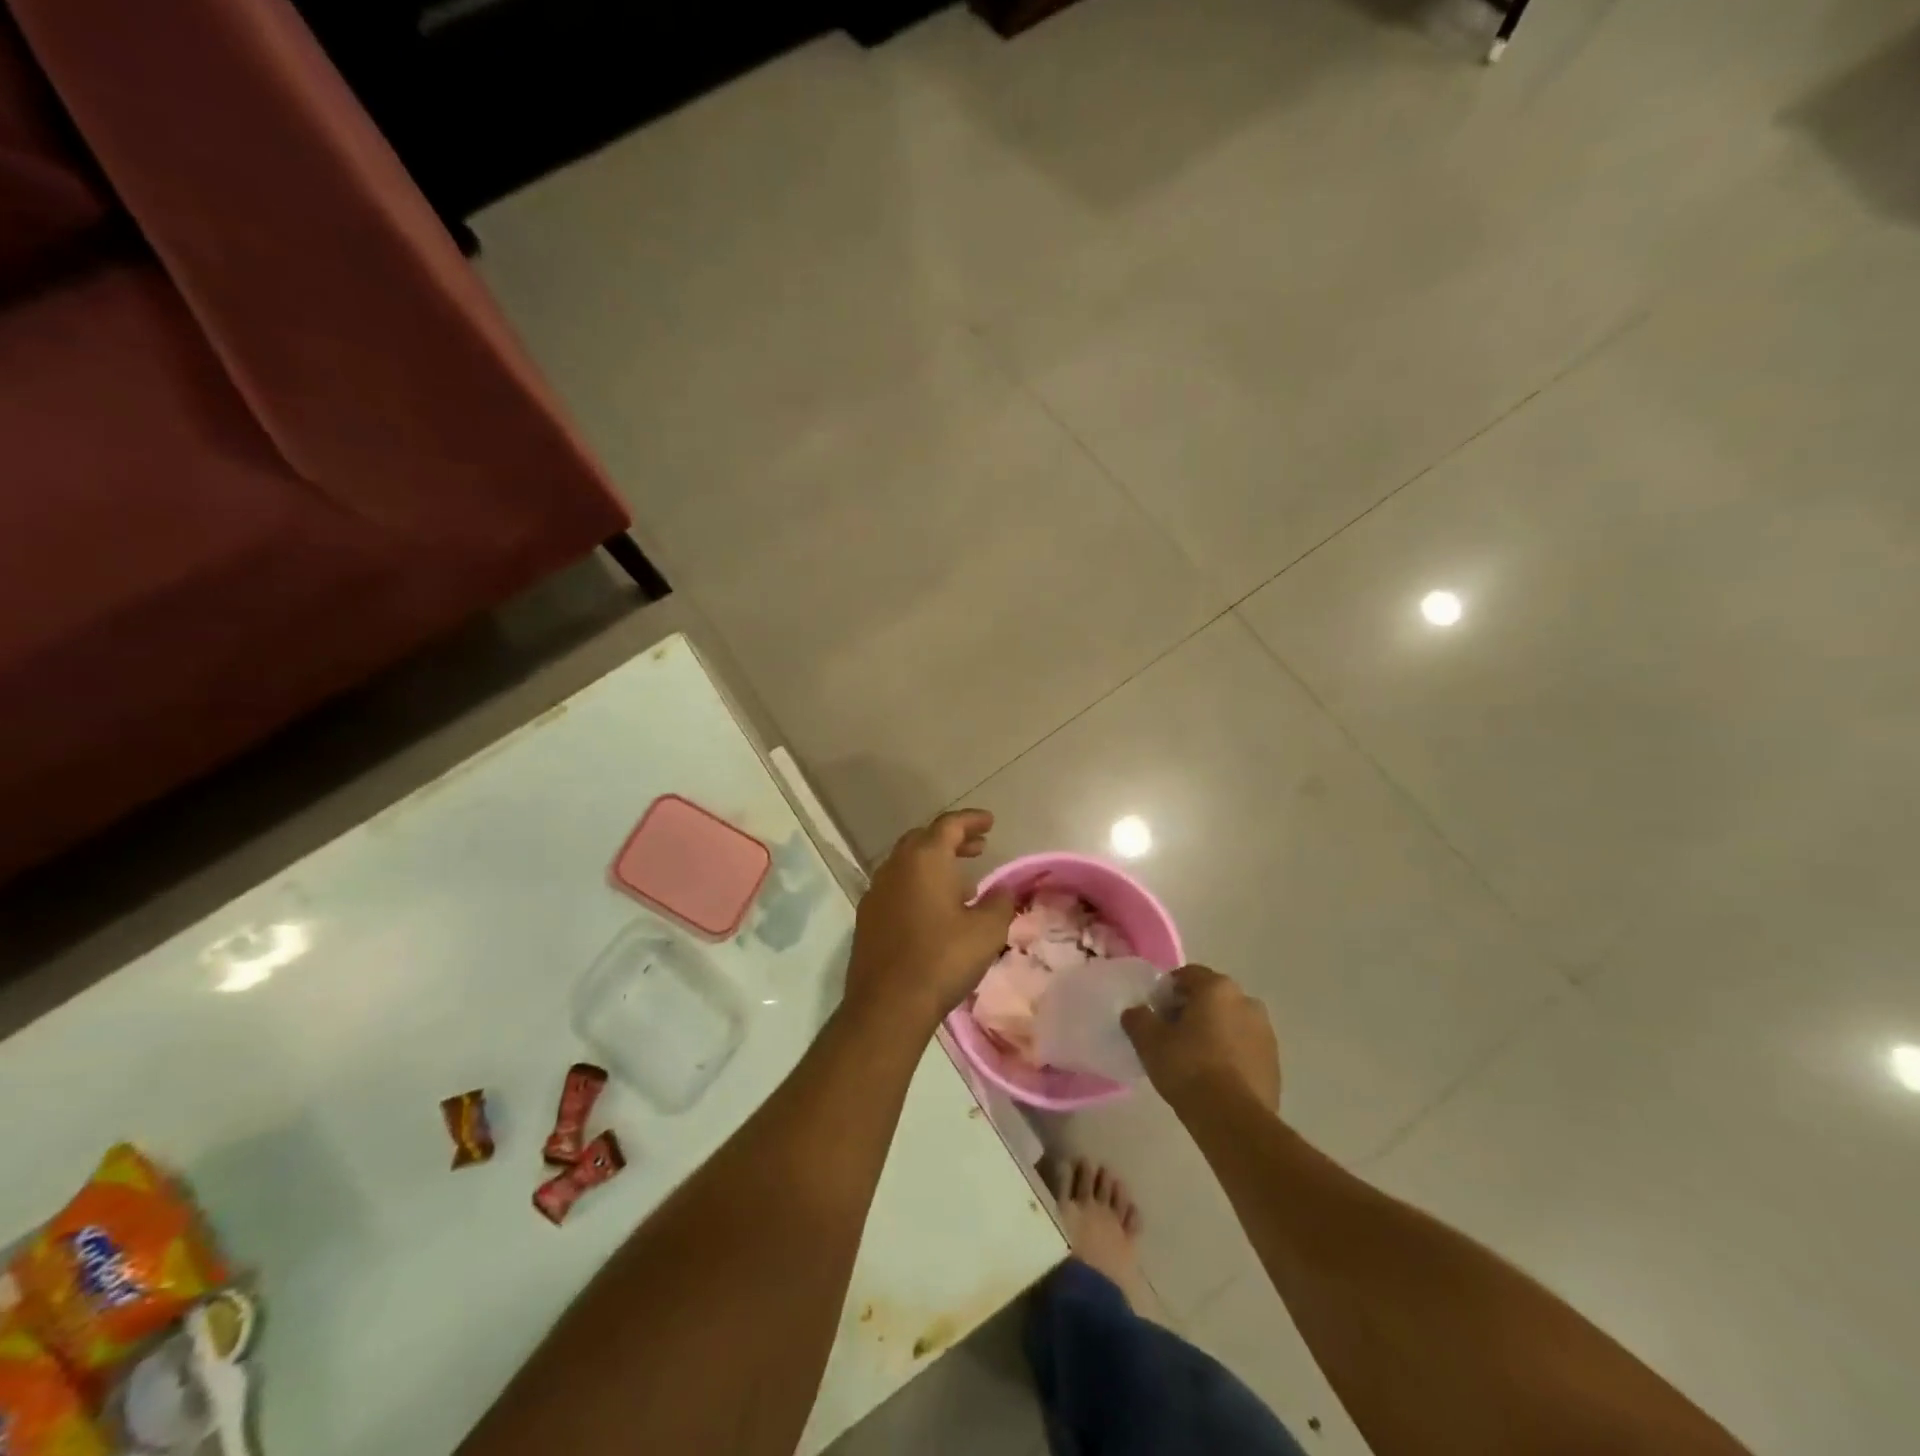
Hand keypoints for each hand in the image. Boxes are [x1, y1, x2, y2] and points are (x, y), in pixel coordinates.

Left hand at [844, 809, 1015, 1034]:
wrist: (888, 1005)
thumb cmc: (943, 959)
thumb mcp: (987, 930)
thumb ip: (999, 901)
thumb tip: (1002, 889)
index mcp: (924, 859)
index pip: (949, 825)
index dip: (971, 820)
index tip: (990, 822)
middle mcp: (895, 866)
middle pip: (924, 839)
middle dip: (952, 840)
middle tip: (978, 848)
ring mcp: (876, 892)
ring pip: (907, 863)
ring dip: (934, 864)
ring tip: (961, 882)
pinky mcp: (867, 917)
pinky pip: (896, 887)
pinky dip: (917, 885)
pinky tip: (933, 910)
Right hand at [1122, 965, 1280, 1113]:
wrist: (1233, 1120)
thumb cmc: (1188, 1068)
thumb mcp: (1149, 1041)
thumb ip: (1137, 1018)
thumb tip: (1136, 1012)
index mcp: (1218, 988)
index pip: (1187, 975)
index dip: (1166, 991)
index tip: (1154, 1013)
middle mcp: (1247, 1001)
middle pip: (1211, 998)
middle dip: (1190, 1011)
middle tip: (1170, 1036)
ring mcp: (1266, 1033)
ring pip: (1230, 1023)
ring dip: (1212, 1032)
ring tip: (1192, 1059)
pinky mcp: (1274, 1063)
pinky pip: (1244, 1048)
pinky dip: (1229, 1054)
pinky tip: (1213, 1077)